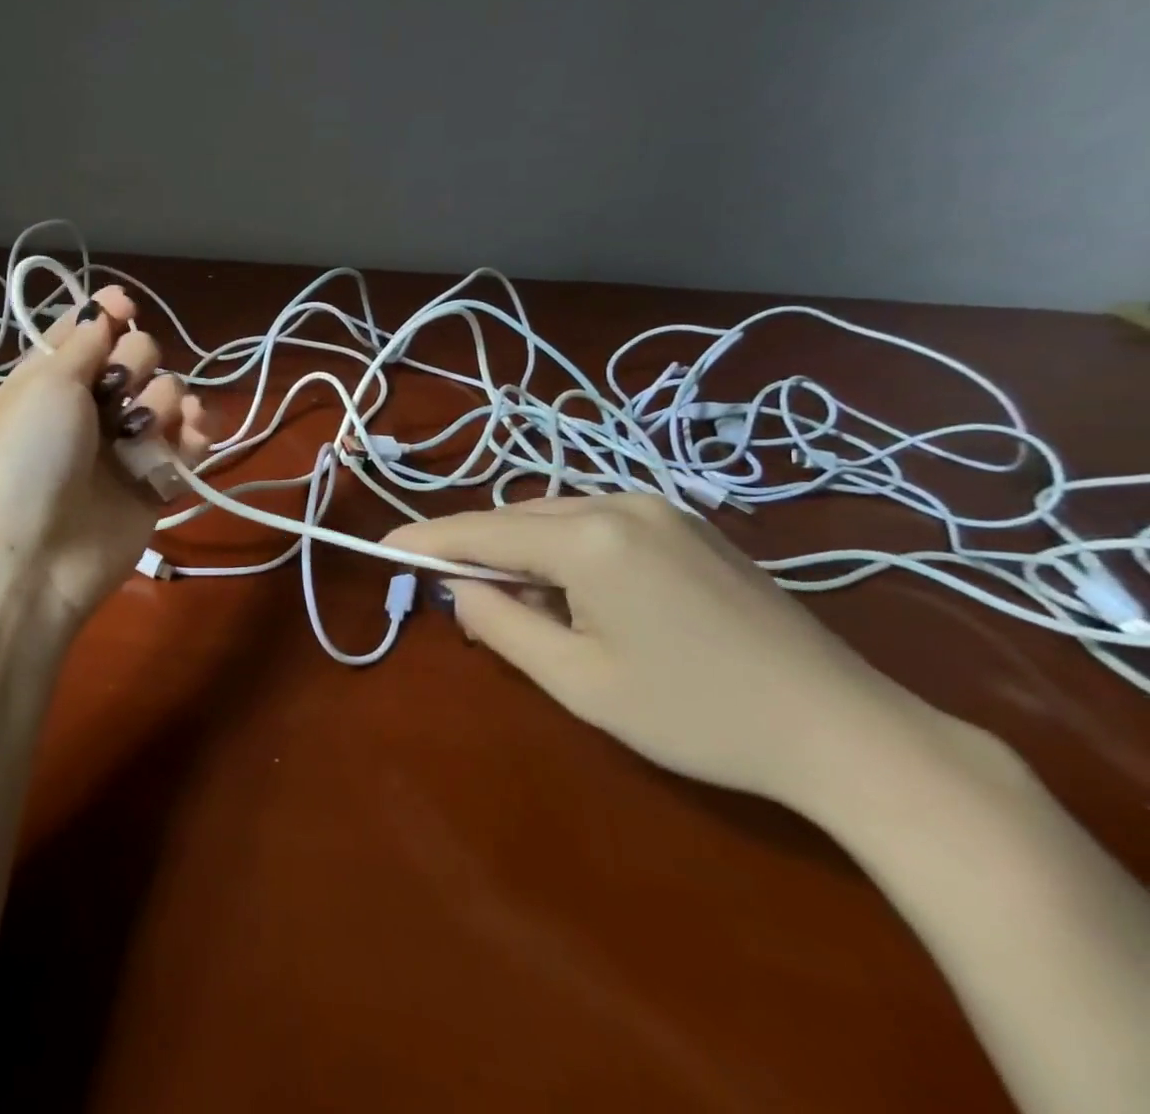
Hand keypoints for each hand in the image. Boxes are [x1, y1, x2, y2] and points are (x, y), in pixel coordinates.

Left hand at [0, 286, 212, 627]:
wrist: (37, 554)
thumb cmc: (29, 456)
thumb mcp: (45, 384)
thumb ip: (84, 342)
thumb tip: (104, 309)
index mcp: (54, 377)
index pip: (91, 330)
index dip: (111, 314)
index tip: (127, 307)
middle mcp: (92, 405)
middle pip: (139, 356)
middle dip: (137, 363)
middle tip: (117, 392)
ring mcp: (126, 443)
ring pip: (170, 395)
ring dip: (165, 402)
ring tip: (143, 431)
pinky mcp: (156, 480)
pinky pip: (191, 442)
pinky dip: (197, 433)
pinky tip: (192, 434)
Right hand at [385, 494, 926, 807]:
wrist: (849, 731)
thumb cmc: (699, 715)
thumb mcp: (580, 682)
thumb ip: (503, 626)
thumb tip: (460, 589)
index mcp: (590, 538)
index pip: (482, 532)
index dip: (427, 539)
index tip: (384, 546)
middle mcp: (620, 502)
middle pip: (518, 519)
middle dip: (481, 552)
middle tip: (462, 599)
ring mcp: (660, 507)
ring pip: (557, 517)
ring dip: (526, 553)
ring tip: (529, 608)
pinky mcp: (687, 524)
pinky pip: (597, 522)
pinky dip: (566, 551)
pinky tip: (583, 596)